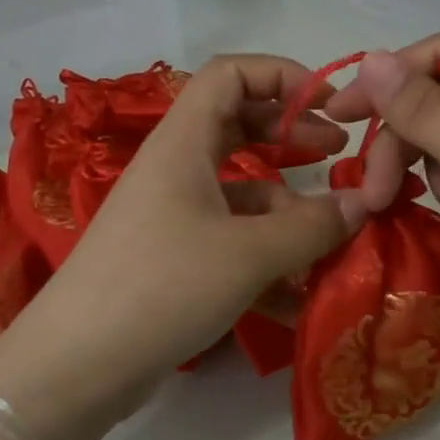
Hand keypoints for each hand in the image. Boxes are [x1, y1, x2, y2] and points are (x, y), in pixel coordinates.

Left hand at [0, 55, 360, 439]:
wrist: (76, 366)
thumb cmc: (162, 286)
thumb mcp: (248, 254)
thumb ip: (312, 226)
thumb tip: (363, 204)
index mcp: (183, 142)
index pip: (231, 73)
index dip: (284, 76)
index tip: (331, 107)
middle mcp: (176, 169)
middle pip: (239, 126)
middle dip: (292, 135)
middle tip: (339, 157)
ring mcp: (172, 216)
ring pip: (241, 192)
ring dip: (288, 211)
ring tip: (334, 243)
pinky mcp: (173, 260)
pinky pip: (230, 242)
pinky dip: (266, 259)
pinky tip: (299, 299)